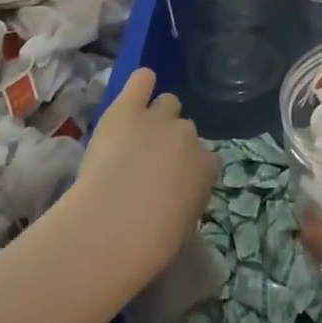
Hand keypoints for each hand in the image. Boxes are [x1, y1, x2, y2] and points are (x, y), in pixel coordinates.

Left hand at [74, 68, 215, 274]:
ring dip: (156, 117)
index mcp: (207, 168)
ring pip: (167, 103)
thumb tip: (176, 196)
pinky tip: (136, 91)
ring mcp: (159, 118)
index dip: (188, 170)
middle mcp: (189, 136)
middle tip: (149, 164)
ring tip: (137, 135)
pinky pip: (142, 80)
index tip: (172, 186)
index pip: (206, 160)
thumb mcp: (182, 226)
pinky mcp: (128, 108)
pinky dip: (141, 85)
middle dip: (171, 143)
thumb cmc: (150, 242)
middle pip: (186, 129)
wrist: (114, 224)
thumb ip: (186, 200)